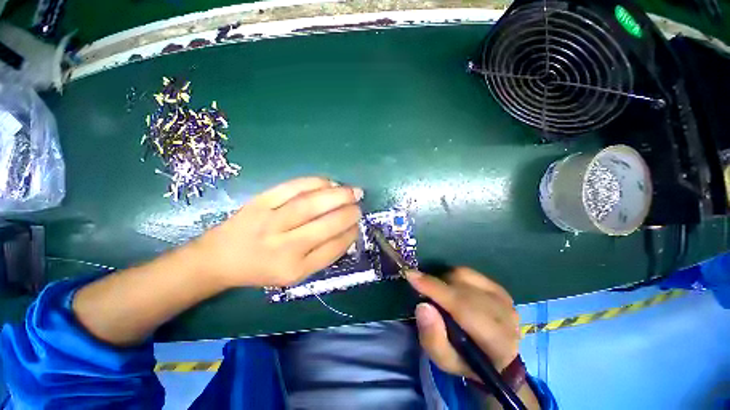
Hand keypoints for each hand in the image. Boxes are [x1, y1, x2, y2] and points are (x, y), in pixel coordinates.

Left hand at [194, 177, 362, 287]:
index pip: (333, 248)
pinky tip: (329, 182)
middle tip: (359, 205)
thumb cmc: (263, 268)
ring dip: (337, 195)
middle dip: (348, 213)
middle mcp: (283, 247)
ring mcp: (270, 222)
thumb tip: (348, 231)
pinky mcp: (260, 202)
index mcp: (294, 269)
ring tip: (352, 191)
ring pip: (310, 204)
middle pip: (325, 225)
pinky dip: (315, 182)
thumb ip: (323, 255)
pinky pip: (292, 188)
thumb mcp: (295, 273)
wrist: (220, 257)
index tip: (358, 224)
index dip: (350, 233)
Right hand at [406, 268, 519, 379]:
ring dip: (444, 280)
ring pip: (464, 276)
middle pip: (462, 287)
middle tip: (420, 287)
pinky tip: (450, 289)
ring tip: (438, 293)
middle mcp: (505, 315)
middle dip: (436, 284)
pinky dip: (453, 277)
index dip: (434, 288)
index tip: (410, 275)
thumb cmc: (466, 361)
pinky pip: (468, 272)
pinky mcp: (499, 287)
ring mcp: (504, 298)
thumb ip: (432, 338)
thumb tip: (423, 306)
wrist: (496, 358)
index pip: (462, 307)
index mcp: (495, 341)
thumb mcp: (444, 361)